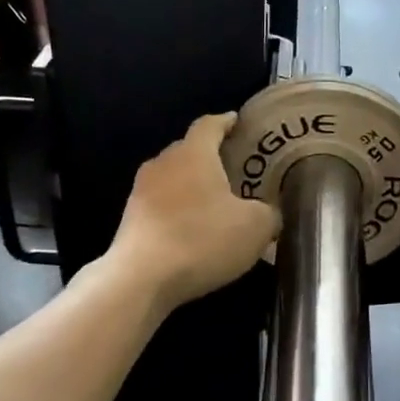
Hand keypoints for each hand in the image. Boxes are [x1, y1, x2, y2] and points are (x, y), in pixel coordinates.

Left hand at [112, 113, 280, 309]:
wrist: (141, 278)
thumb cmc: (202, 240)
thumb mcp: (255, 228)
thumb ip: (268, 213)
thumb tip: (268, 212)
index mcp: (193, 153)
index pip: (210, 124)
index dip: (226, 122)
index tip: (238, 123)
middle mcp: (163, 163)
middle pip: (189, 151)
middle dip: (212, 158)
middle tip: (236, 171)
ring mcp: (141, 191)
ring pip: (173, 179)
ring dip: (194, 188)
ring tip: (216, 205)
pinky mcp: (130, 219)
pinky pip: (162, 206)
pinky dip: (179, 212)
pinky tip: (193, 233)